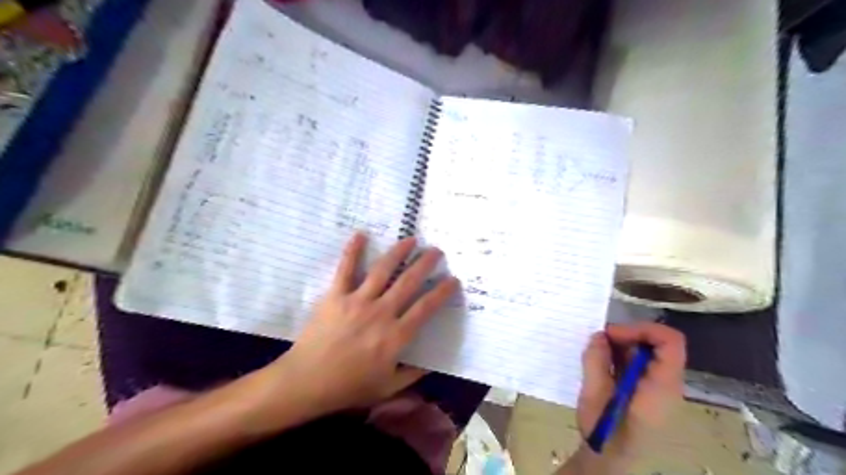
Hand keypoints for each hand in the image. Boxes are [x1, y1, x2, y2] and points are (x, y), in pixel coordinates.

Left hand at [260, 234, 454, 418]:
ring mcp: (357, 301)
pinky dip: (353, 251)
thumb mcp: (387, 388)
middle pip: (408, 282)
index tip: (453, 280)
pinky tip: (361, 234)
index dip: (442, 292)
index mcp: (395, 336)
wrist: (306, 382)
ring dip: (399, 252)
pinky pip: (346, 269)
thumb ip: (411, 375)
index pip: (426, 308)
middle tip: (436, 251)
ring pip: (382, 270)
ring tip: (411, 239)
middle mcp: (381, 313)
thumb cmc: (348, 387)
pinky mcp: (336, 296)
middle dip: (425, 264)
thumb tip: (431, 365)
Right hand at [579, 322, 682, 460]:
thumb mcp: (594, 395)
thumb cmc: (605, 431)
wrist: (611, 460)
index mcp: (661, 386)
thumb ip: (597, 362)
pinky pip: (641, 363)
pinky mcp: (649, 390)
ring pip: (648, 351)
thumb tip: (599, 335)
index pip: (670, 342)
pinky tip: (603, 363)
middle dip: (628, 335)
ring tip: (597, 353)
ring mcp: (659, 387)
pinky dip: (621, 356)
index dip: (642, 329)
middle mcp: (667, 383)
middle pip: (658, 344)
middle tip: (600, 340)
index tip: (612, 334)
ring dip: (622, 345)